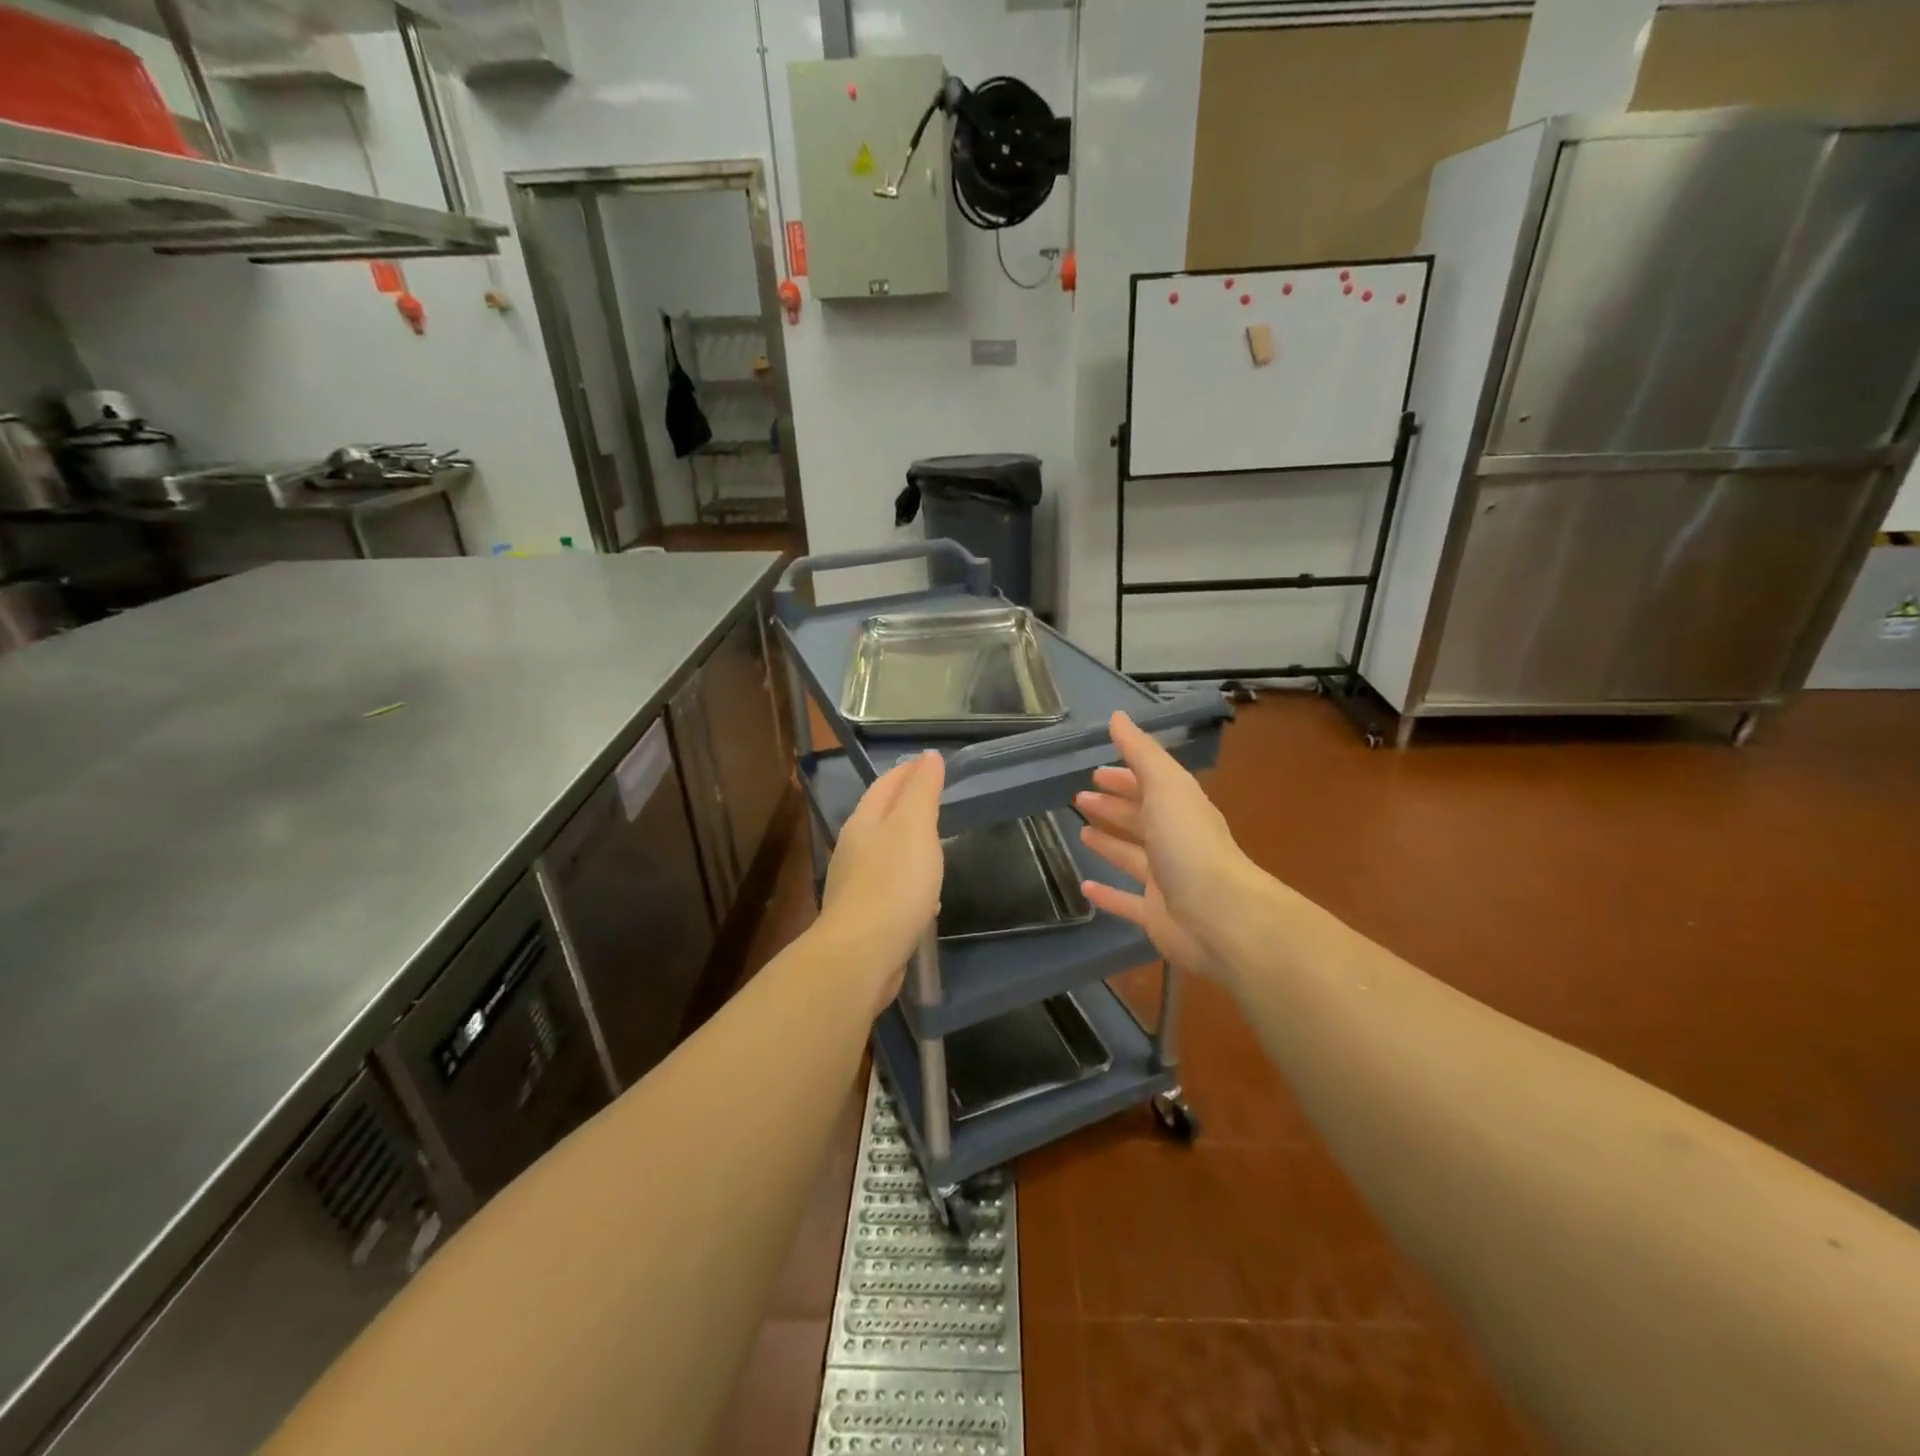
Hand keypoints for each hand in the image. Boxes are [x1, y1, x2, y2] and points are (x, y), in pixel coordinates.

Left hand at [819, 751, 945, 1009]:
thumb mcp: (914, 828)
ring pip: (886, 855)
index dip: (908, 771)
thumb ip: (922, 791)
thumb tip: (928, 756)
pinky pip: (892, 889)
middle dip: (907, 806)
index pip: (885, 785)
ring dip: (909, 846)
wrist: (862, 954)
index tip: (931, 761)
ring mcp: (856, 885)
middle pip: (882, 818)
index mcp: (864, 823)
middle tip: (936, 799)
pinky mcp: (865, 917)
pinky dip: (910, 883)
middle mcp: (854, 850)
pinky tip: (928, 898)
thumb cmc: (893, 883)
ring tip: (935, 844)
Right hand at [1075, 712, 1255, 977]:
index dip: (1123, 777)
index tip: (1095, 772)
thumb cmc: (1189, 844)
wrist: (1219, 916)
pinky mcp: (1156, 915)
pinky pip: (1126, 901)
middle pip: (1140, 819)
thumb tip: (1118, 716)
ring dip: (1109, 844)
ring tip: (1081, 833)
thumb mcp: (1166, 786)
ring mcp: (1166, 880)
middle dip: (1113, 806)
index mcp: (1180, 809)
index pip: (1148, 786)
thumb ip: (1141, 752)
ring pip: (1132, 857)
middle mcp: (1174, 842)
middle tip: (1079, 799)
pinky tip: (1085, 887)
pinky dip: (1107, 894)